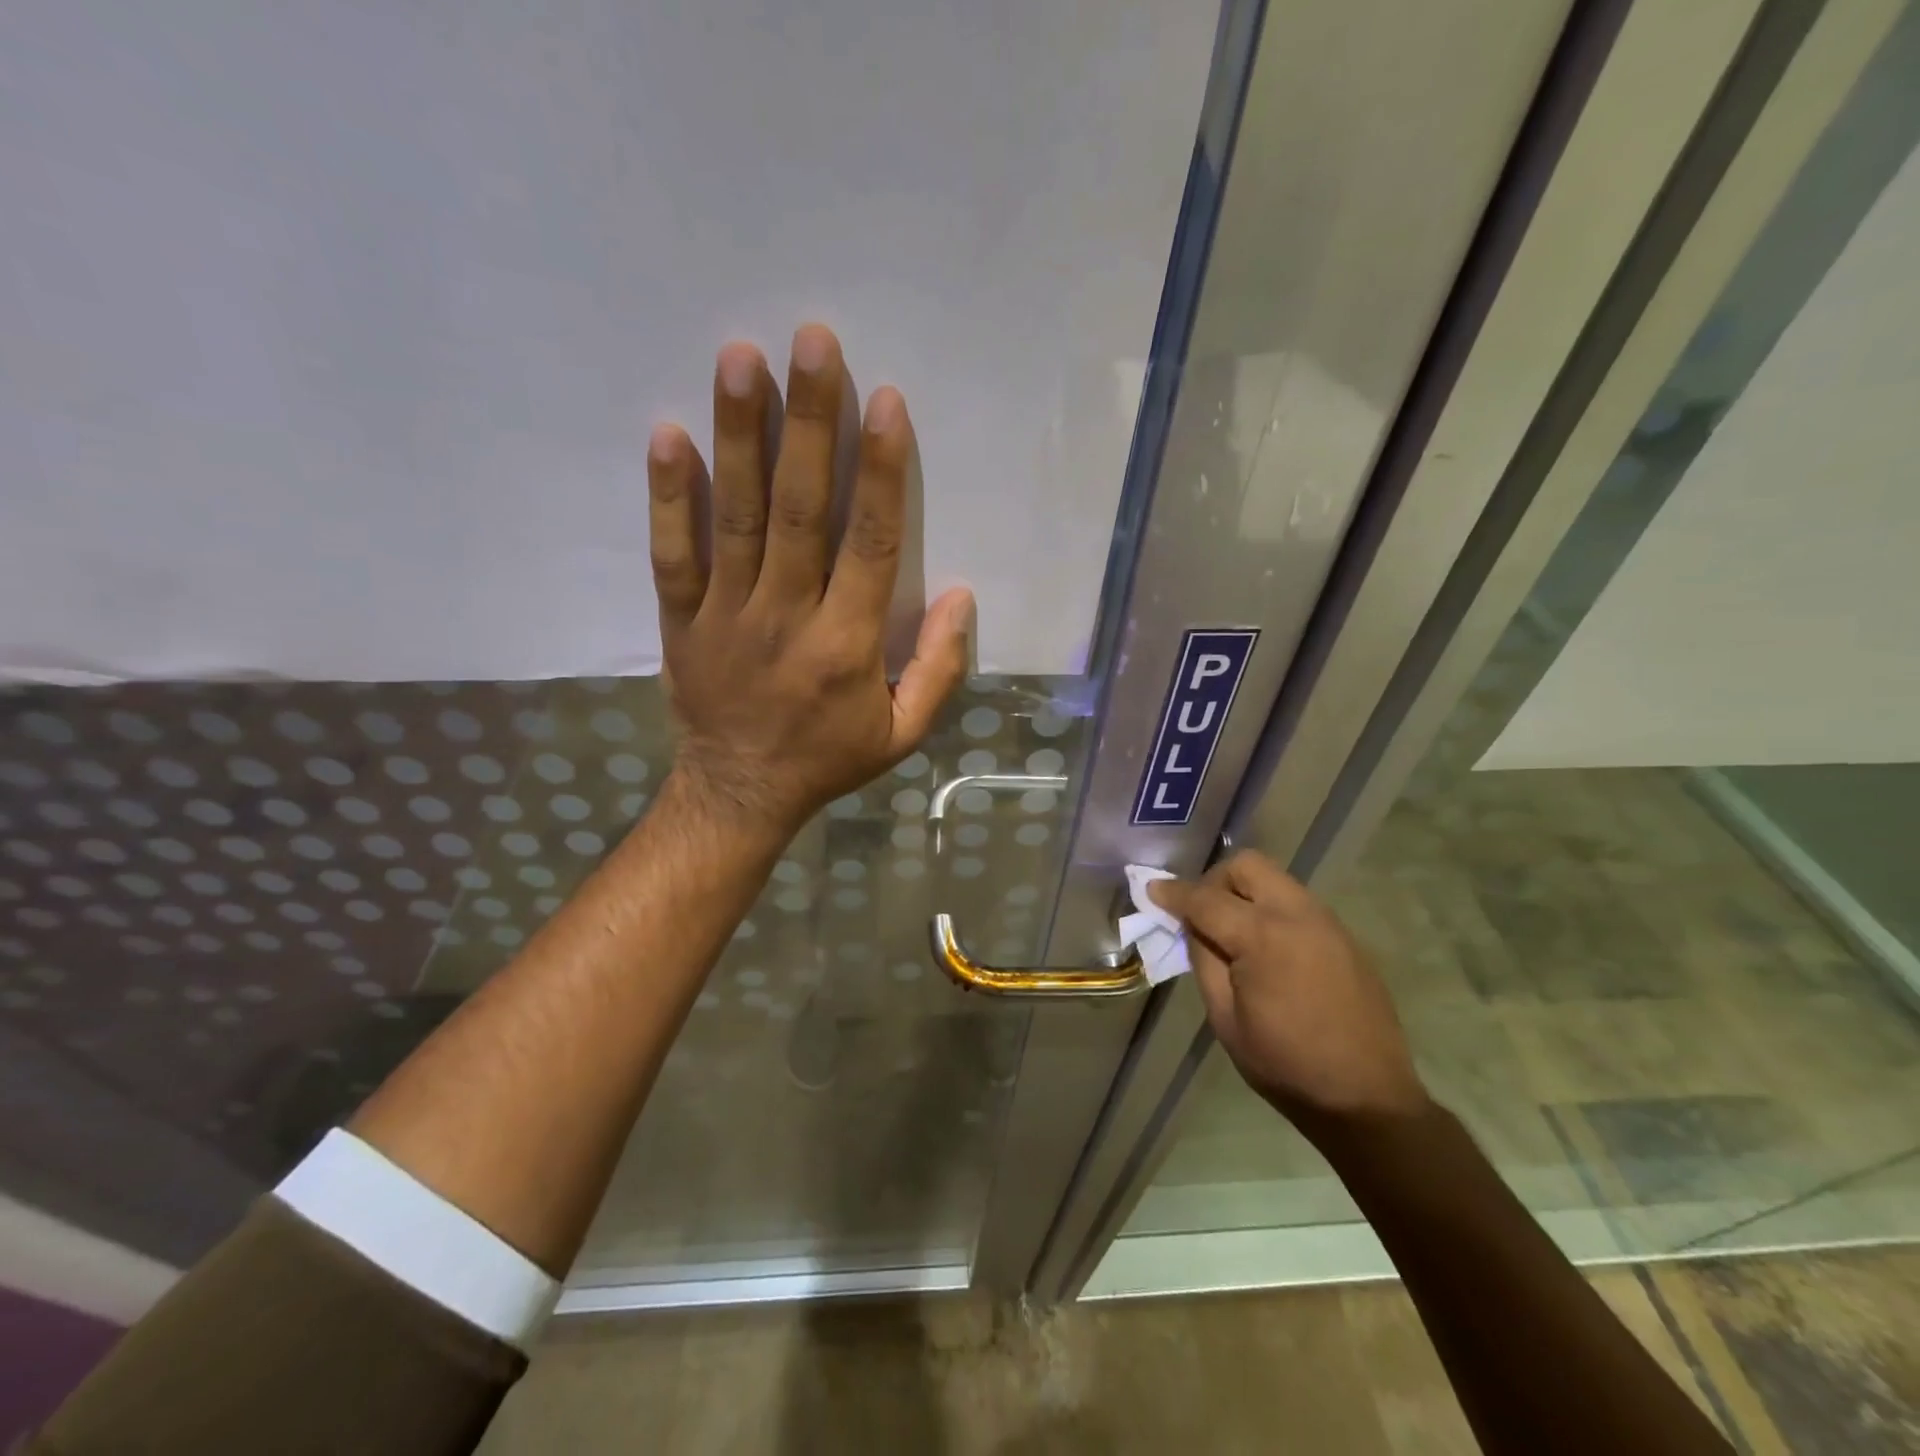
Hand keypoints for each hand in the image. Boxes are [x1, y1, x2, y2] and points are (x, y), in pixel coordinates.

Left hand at [647, 324, 972, 834]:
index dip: (880, 472)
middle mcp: (787, 617)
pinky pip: (673, 553)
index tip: (884, 401)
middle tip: (812, 340)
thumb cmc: (829, 759)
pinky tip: (669, 434)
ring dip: (739, 435)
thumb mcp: (903, 732)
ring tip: (741, 358)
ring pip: (736, 516)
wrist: (739, 794)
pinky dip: (669, 495)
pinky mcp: (681, 620)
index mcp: (848, 646)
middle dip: (809, 423)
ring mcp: (727, 615)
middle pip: (800, 510)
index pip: (870, 544)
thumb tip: (962, 596)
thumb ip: (939, 668)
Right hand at [1149, 852, 1428, 1130]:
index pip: (1206, 899)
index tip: (1152, 890)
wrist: (1368, 1098)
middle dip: (1215, 880)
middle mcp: (1298, 915)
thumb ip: (1204, 960)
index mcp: (1263, 937)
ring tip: (1233, 933)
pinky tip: (1268, 950)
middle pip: (1247, 866)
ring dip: (1245, 892)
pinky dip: (1271, 909)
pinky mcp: (1345, 937)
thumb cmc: (1286, 1065)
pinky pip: (1296, 903)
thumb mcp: (1225, 1018)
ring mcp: (1327, 923)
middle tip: (1201, 914)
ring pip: (1275, 879)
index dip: (1173, 893)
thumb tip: (1194, 926)